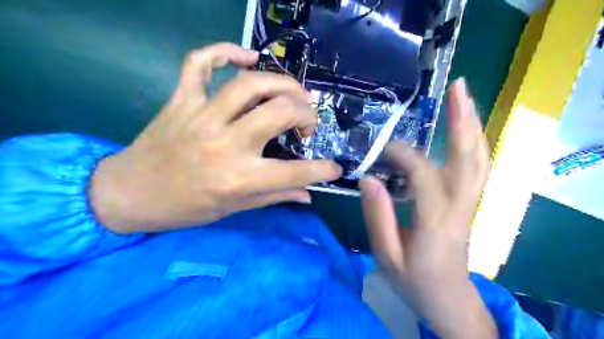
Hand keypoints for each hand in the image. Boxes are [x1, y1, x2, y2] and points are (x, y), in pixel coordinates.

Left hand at [91, 42, 341, 232]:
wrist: (131, 193)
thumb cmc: (185, 207)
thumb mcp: (234, 209)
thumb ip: (275, 197)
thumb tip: (308, 194)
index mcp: (239, 178)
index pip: (295, 172)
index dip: (322, 170)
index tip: (334, 168)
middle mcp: (225, 144)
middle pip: (279, 112)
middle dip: (306, 114)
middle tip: (306, 123)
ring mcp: (201, 117)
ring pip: (250, 84)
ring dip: (282, 84)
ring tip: (294, 94)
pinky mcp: (182, 101)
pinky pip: (200, 63)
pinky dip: (224, 51)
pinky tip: (246, 57)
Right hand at [357, 80, 495, 338]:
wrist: (448, 302)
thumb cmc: (415, 282)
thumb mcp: (387, 256)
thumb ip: (377, 217)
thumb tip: (369, 179)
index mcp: (435, 222)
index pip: (424, 176)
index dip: (404, 156)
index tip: (382, 149)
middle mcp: (459, 207)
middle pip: (469, 157)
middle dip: (464, 120)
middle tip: (458, 87)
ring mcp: (469, 204)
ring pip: (479, 160)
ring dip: (472, 126)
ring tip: (463, 98)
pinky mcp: (468, 204)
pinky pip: (476, 168)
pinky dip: (472, 144)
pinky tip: (463, 130)